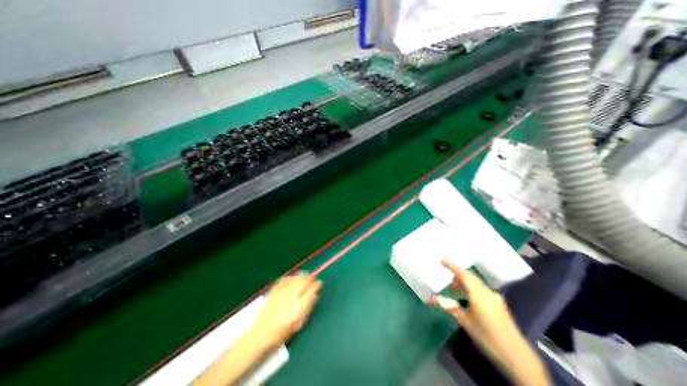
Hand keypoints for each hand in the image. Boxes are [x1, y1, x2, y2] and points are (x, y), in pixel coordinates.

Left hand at [250, 275, 321, 345]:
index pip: (312, 290)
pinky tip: (293, 277)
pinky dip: (291, 277)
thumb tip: (314, 296)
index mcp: (299, 306)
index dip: (317, 285)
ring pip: (295, 278)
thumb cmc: (281, 332)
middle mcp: (291, 296)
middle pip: (304, 281)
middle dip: (310, 277)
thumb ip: (307, 308)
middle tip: (313, 278)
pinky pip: (285, 279)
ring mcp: (282, 292)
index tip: (319, 284)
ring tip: (305, 275)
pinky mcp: (274, 290)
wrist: (260, 334)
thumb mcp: (298, 323)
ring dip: (302, 275)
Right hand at [428, 261, 530, 374]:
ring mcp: (494, 298)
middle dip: (457, 275)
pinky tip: (467, 298)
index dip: (452, 266)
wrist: (517, 356)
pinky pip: (481, 291)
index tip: (442, 260)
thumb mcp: (464, 320)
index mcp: (478, 293)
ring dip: (464, 283)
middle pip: (470, 278)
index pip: (463, 274)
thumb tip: (431, 299)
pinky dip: (471, 290)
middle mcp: (487, 292)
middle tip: (446, 277)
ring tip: (454, 288)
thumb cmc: (487, 335)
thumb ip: (448, 306)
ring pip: (476, 285)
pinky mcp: (498, 305)